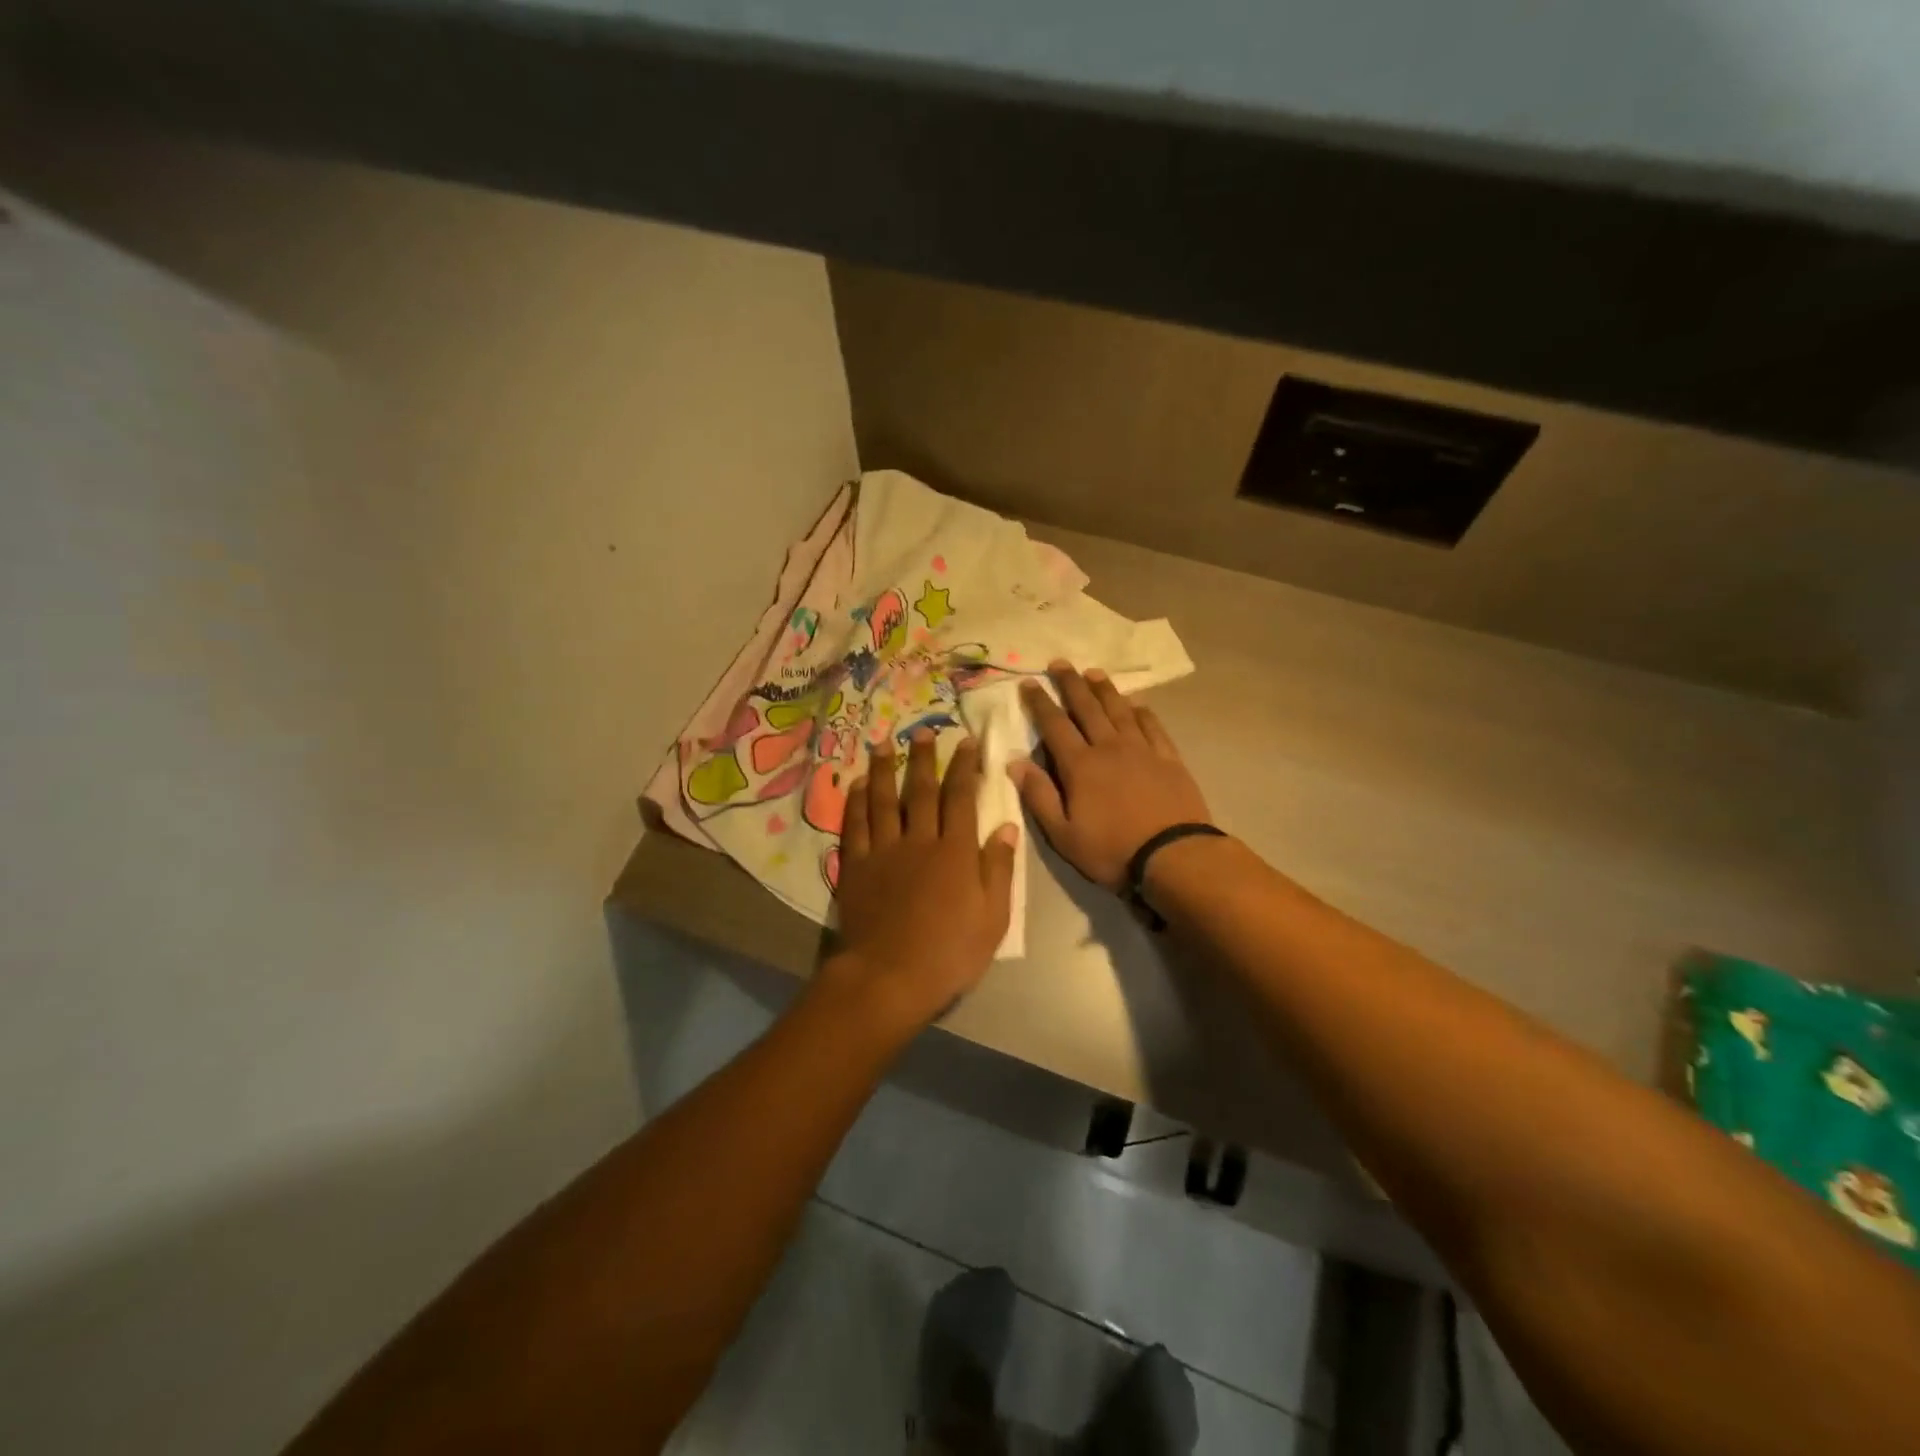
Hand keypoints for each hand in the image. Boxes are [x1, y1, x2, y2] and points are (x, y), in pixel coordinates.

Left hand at [822, 731, 1018, 1031]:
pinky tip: (856, 785)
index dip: (965, 768)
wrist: (890, 977)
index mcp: (956, 852)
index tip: (966, 743)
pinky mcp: (856, 866)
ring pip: (884, 800)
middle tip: (924, 731)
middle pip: (921, 791)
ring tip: (884, 744)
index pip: (962, 798)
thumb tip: (1007, 826)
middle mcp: (920, 840)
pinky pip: (855, 826)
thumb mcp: (993, 918)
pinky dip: (856, 803)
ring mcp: (884, 851)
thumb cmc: (950, 953)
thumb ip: (999, 869)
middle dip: (924, 759)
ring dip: (884, 770)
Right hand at [1012, 662, 1211, 891]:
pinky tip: (1137, 704)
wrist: (1174, 855)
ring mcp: (1142, 750)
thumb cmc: (1112, 850)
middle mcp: (1110, 747)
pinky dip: (1142, 711)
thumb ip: (1038, 796)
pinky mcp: (1169, 758)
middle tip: (1060, 662)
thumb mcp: (1063, 834)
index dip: (1040, 703)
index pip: (1054, 725)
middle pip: (1087, 708)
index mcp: (1080, 765)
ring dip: (1105, 690)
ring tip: (1094, 672)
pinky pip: (1152, 726)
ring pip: (1119, 710)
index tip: (1029, 683)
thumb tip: (1015, 762)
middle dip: (1071, 684)